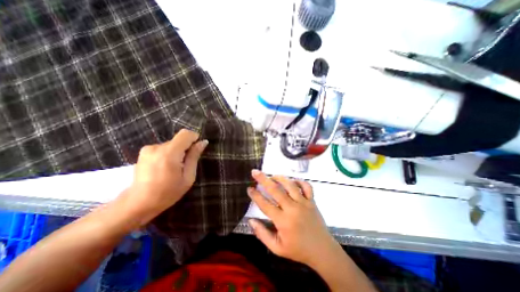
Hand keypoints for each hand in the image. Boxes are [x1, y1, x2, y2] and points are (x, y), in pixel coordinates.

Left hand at [123, 129, 207, 222]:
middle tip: (186, 165)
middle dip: (186, 149)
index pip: (186, 134)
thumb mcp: (188, 177)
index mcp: (169, 153)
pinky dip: (169, 154)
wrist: (138, 203)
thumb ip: (194, 157)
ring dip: (177, 152)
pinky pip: (164, 148)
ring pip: (172, 144)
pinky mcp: (144, 152)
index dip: (194, 138)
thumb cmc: (168, 193)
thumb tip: (203, 142)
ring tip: (174, 168)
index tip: (197, 149)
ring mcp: (148, 149)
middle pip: (179, 140)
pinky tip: (165, 167)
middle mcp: (157, 147)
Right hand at [247, 169, 336, 265]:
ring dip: (279, 178)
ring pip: (290, 185)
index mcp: (283, 221)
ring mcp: (304, 203)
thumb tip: (250, 221)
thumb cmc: (298, 250)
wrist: (322, 251)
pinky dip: (299, 181)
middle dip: (263, 179)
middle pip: (275, 190)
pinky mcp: (312, 201)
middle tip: (255, 172)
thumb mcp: (277, 248)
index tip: (249, 188)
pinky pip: (306, 186)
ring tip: (272, 176)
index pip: (265, 204)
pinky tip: (292, 181)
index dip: (255, 195)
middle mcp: (293, 208)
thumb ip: (262, 234)